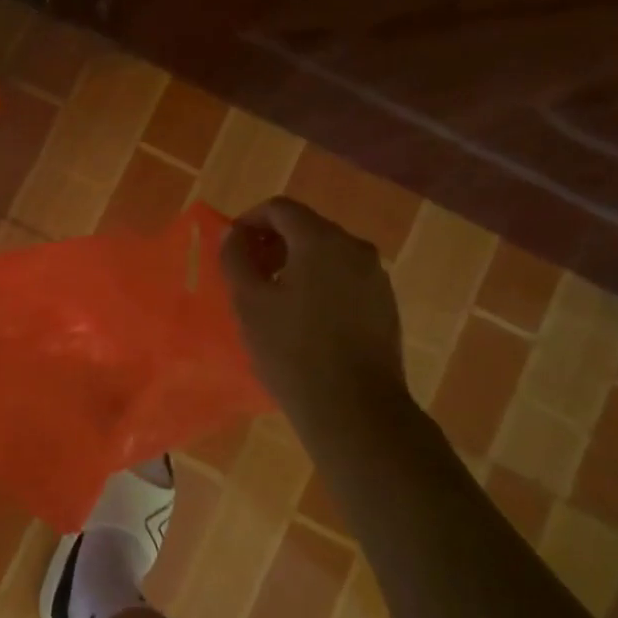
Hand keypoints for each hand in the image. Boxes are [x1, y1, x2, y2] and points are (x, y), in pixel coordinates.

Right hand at [219, 196, 407, 424]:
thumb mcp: (249, 302)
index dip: (250, 220)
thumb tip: (234, 235)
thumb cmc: (292, 350)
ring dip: (296, 263)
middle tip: (248, 272)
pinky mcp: (385, 304)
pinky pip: (345, 277)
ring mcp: (376, 277)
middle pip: (306, 227)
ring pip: (327, 253)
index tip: (232, 246)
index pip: (280, 209)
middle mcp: (355, 248)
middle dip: (273, 242)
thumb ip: (235, 258)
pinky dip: (320, 282)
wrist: (355, 409)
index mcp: (321, 240)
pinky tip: (305, 317)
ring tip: (274, 297)